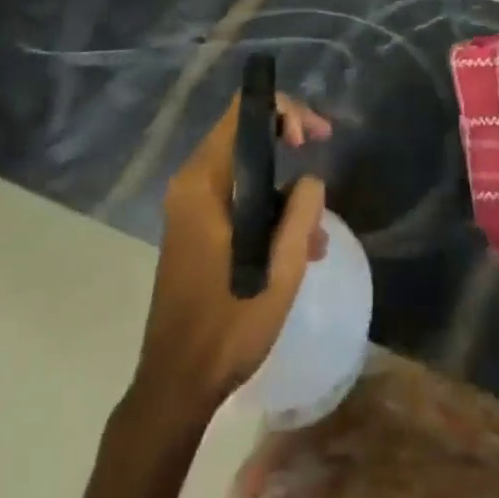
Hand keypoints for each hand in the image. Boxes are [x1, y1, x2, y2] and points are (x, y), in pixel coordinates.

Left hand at [134, 91, 330, 416]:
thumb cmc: (228, 323)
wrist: (177, 386)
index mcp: (203, 181)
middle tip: (322, 162)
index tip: (312, 140)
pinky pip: (236, 199)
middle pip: (245, 136)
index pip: (243, 112)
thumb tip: (310, 179)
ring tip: (317, 233)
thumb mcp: (280, 268)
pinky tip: (298, 249)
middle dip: (288, 144)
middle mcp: (191, 184)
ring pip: (245, 172)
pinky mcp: (195, 231)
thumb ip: (301, 212)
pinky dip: (267, 210)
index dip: (284, 111)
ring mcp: (190, 208)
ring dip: (283, 191)